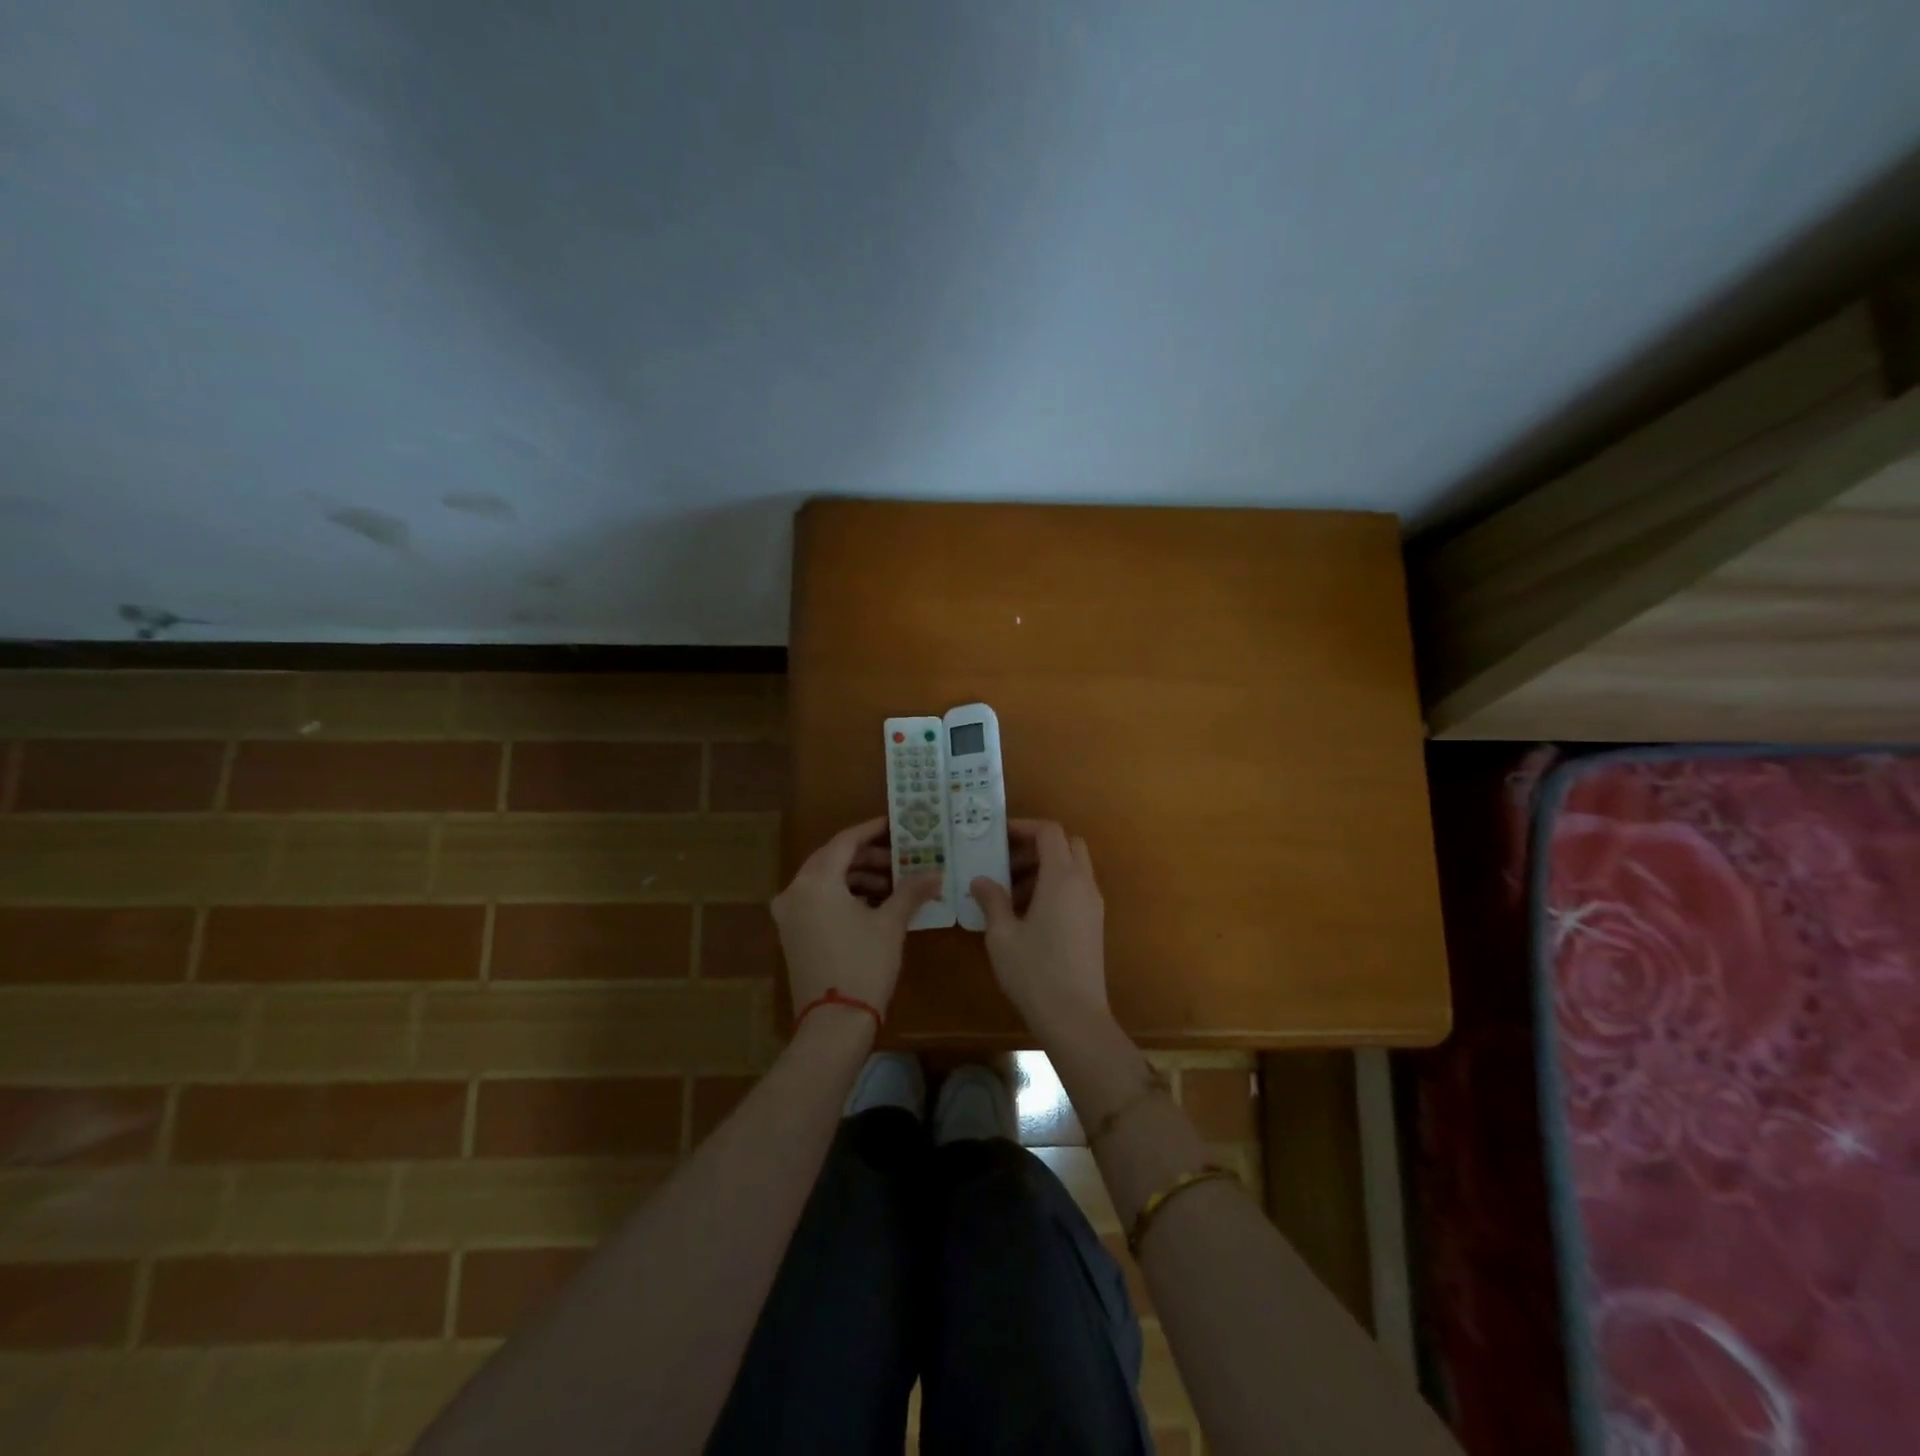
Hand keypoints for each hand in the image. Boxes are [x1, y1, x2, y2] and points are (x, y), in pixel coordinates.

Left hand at [772, 817, 939, 1018]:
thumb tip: (935, 873)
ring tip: (893, 884)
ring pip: (825, 881)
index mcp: (815, 881)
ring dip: (858, 877)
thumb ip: (911, 891)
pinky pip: (818, 900)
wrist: (833, 1024)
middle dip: (868, 856)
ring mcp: (789, 914)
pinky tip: (874, 905)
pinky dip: (844, 896)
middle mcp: (795, 891)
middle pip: (833, 859)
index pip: (845, 841)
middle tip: (901, 857)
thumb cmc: (863, 965)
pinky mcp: (792, 934)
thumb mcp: (891, 924)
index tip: (897, 825)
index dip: (873, 831)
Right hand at [971, 820, 1107, 1034]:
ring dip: (1045, 868)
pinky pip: (1076, 890)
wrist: (1075, 1017)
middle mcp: (1084, 884)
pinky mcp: (1094, 925)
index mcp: (1062, 878)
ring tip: (1010, 893)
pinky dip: (1055, 887)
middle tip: (1006, 863)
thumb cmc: (1034, 971)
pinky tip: (1028, 914)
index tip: (998, 836)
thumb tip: (980, 880)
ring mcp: (1094, 905)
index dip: (1024, 827)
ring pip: (1073, 868)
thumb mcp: (1002, 935)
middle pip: (1067, 845)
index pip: (1050, 832)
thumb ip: (992, 900)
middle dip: (1037, 846)